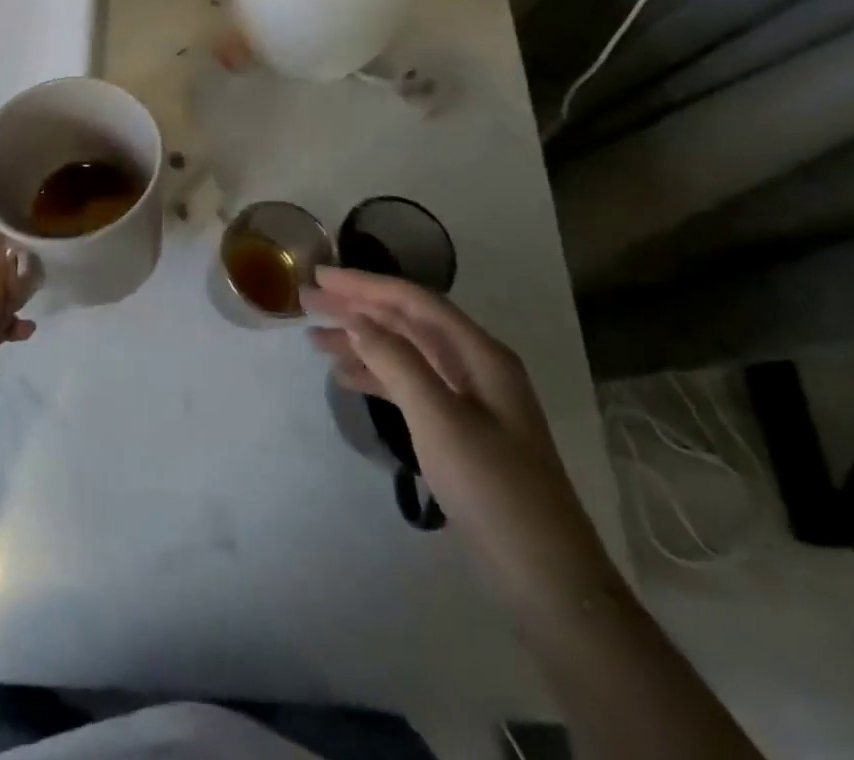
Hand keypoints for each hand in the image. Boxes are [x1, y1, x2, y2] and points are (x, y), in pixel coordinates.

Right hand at [305, 268, 621, 621]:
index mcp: (480, 355)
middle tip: (308, 300)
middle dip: (358, 308)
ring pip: (405, 353)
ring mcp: (468, 400)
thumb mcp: (440, 419)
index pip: (414, 302)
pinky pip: (408, 385)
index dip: (365, 285)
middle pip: (408, 322)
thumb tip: (356, 318)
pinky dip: (376, 376)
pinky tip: (345, 378)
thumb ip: (397, 362)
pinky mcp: (459, 430)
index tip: (320, 275)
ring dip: (361, 342)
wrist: (545, 578)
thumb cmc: (493, 489)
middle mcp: (475, 367)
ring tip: (315, 339)